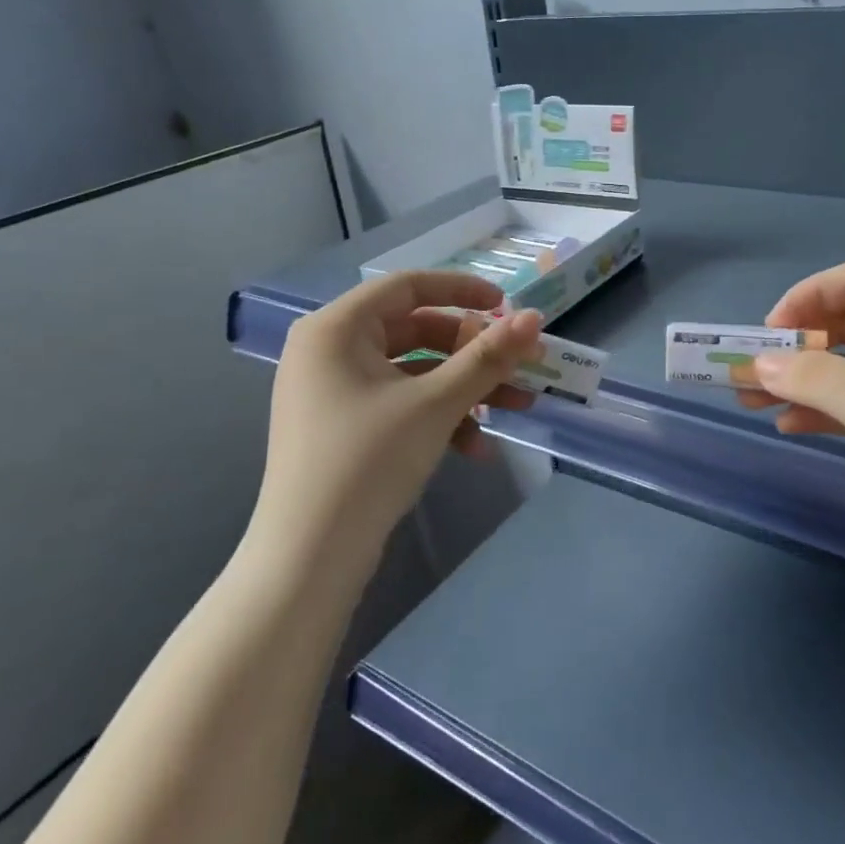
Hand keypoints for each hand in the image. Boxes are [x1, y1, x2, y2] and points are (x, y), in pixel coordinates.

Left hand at [253, 272, 543, 568]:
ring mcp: (333, 391)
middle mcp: (328, 350)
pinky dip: (437, 417)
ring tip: (515, 409)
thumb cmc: (369, 461)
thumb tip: (534, 318)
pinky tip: (475, 448)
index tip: (505, 306)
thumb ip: (488, 356)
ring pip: (413, 373)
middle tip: (519, 366)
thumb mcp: (436, 403)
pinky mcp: (342, 426)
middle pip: (415, 331)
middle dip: (473, 354)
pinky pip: (398, 404)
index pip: (407, 286)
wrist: (310, 557)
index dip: (462, 291)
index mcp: (336, 328)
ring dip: (464, 389)